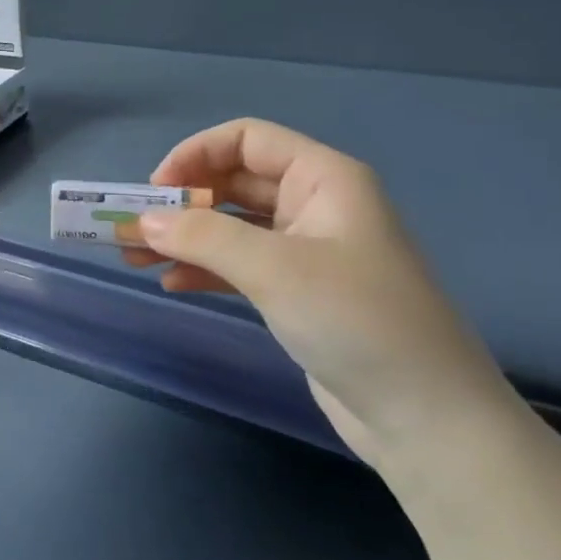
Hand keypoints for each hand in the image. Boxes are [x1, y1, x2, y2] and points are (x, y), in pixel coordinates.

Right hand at [129, 119, 519, 467]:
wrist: (427, 420)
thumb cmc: (356, 320)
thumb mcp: (275, 269)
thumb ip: (203, 236)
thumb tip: (142, 220)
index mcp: (324, 178)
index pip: (247, 139)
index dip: (196, 154)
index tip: (155, 189)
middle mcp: (316, 204)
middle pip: (235, 182)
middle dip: (182, 201)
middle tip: (133, 229)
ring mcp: (308, 251)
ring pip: (233, 227)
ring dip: (185, 238)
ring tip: (135, 258)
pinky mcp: (299, 293)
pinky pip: (241, 265)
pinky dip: (205, 269)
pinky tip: (172, 284)